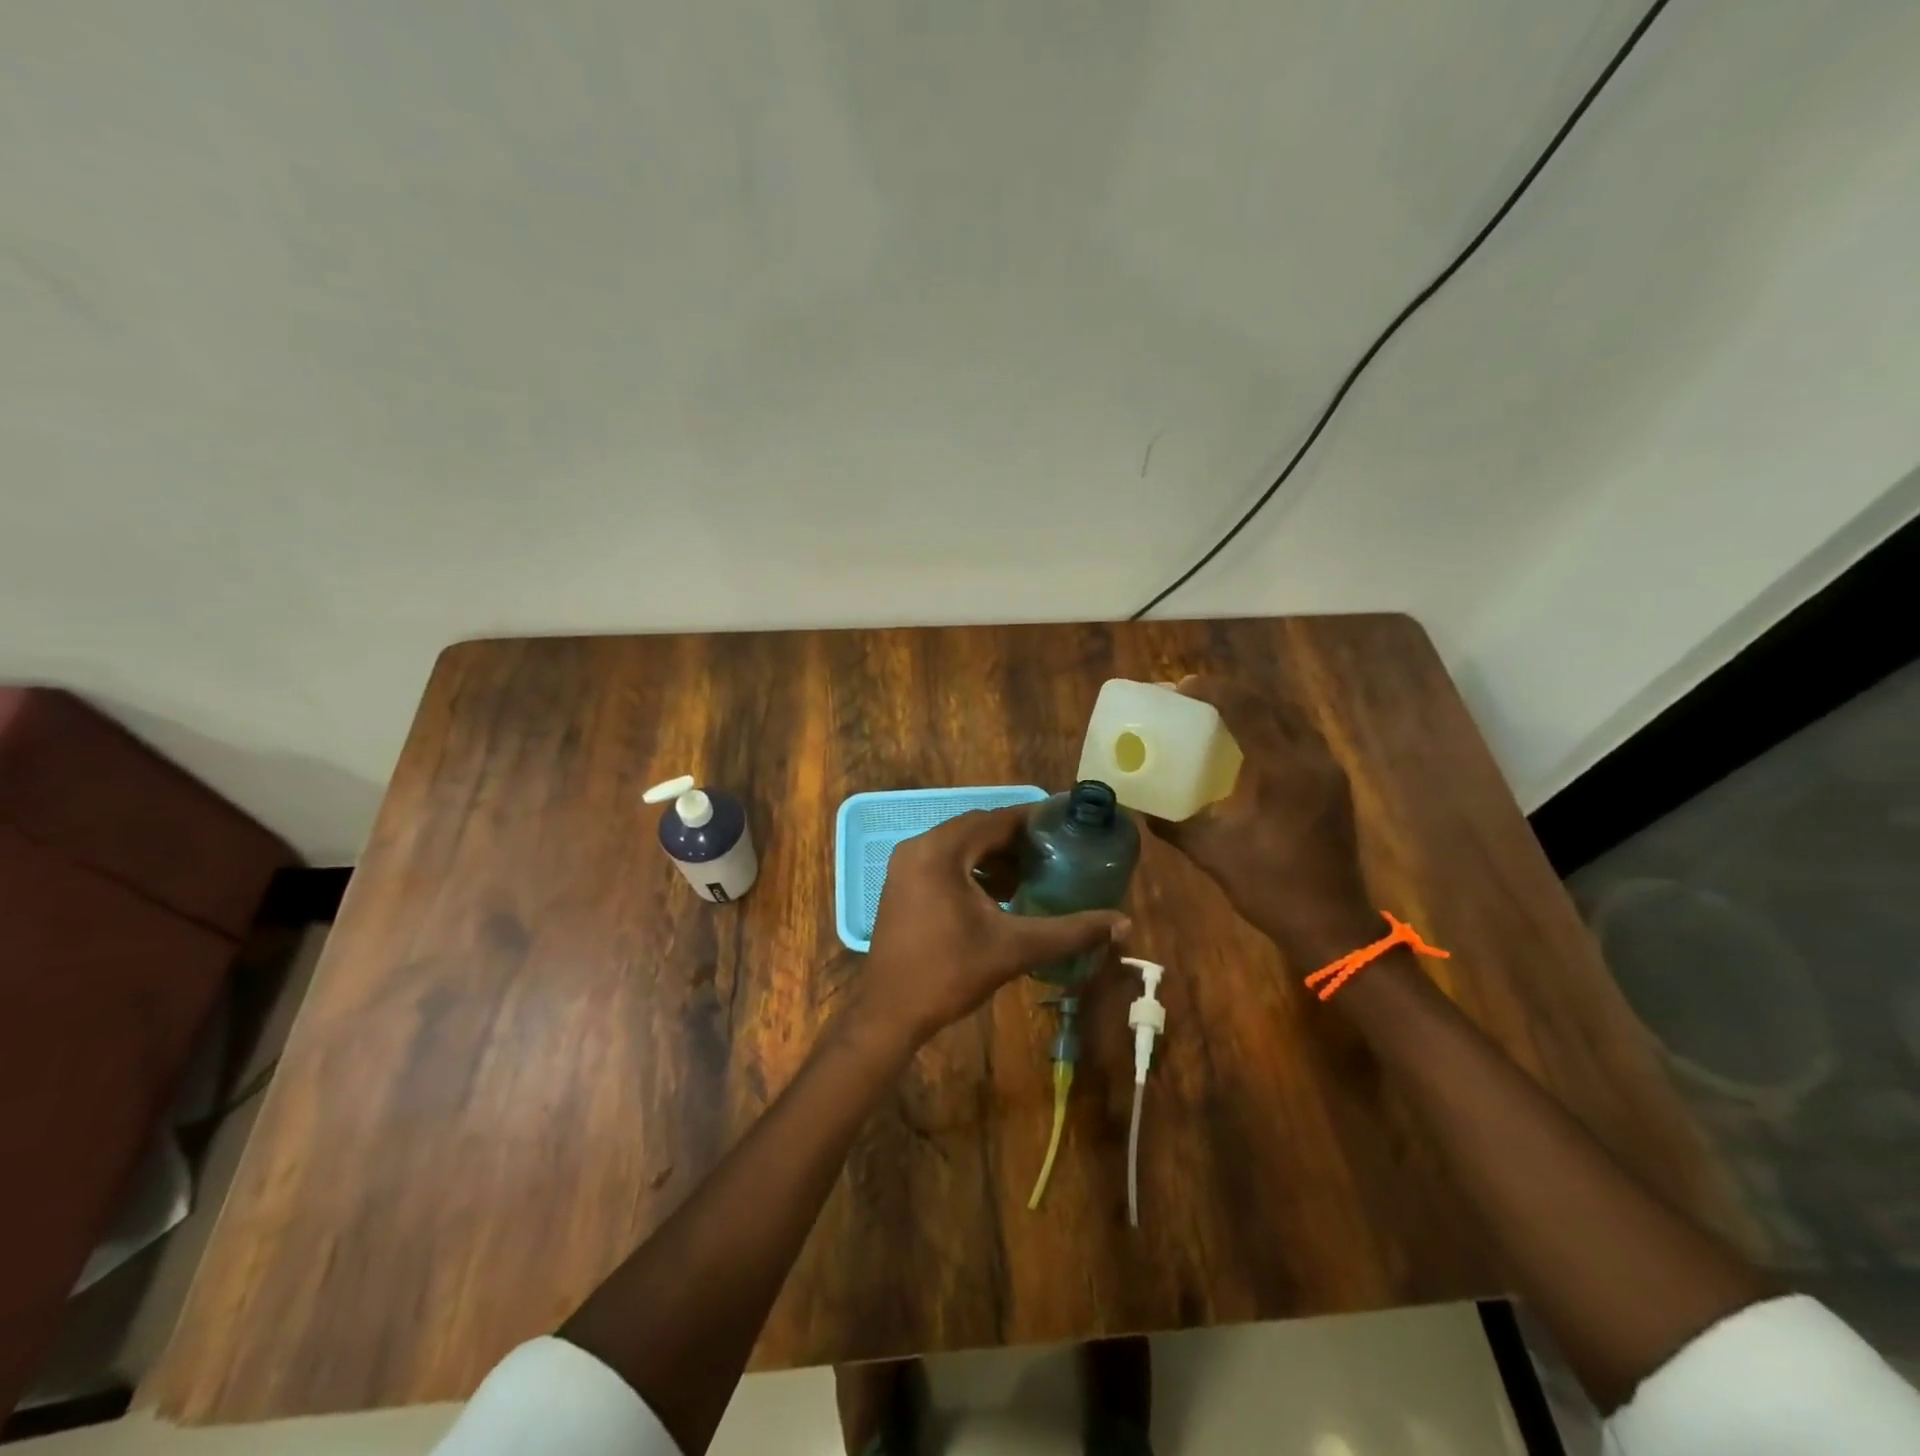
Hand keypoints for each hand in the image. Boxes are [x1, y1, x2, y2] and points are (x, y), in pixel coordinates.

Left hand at [856, 805, 1130, 1049]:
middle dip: (1016, 840)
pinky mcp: (901, 885)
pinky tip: (999, 894)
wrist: (890, 1012)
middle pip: (977, 830)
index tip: (1066, 825)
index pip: (996, 820)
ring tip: (1032, 874)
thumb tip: (1122, 923)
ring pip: (960, 847)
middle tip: (1055, 852)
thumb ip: (1069, 932)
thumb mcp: (1014, 948)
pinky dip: (973, 870)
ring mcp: (905, 866)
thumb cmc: (950, 973)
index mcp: (942, 850)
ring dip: (994, 856)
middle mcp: (919, 847)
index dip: (1033, 821)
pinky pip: (944, 862)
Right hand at [1144, 675, 1376, 966]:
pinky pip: (1299, 737)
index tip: (1181, 687)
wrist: (1331, 924)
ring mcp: (1329, 770)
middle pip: (1272, 705)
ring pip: (1290, 718)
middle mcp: (1312, 760)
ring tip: (1217, 709)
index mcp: (1283, 771)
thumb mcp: (1213, 854)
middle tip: (1193, 695)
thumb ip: (1174, 825)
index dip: (1213, 692)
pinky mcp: (1334, 784)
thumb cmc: (1270, 888)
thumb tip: (1139, 807)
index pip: (1248, 711)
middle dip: (1231, 693)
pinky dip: (1271, 726)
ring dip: (1254, 706)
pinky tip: (1248, 741)